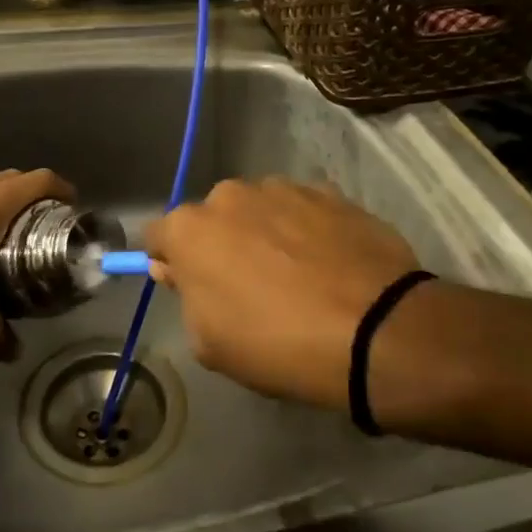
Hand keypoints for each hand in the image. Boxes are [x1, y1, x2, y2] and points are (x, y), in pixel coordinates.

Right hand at [143, 179, 421, 410]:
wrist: (374, 328)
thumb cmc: (277, 343)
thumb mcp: (210, 342)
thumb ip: (185, 295)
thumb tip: (174, 266)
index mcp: (191, 228)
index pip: (158, 235)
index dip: (169, 260)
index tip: (187, 285)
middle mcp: (232, 194)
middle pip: (213, 217)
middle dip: (221, 243)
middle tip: (248, 285)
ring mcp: (283, 187)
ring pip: (259, 209)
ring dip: (265, 232)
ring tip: (297, 275)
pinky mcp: (329, 191)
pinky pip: (302, 209)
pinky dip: (306, 229)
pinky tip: (328, 264)